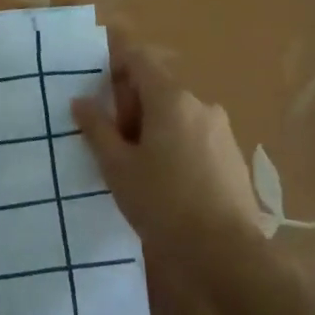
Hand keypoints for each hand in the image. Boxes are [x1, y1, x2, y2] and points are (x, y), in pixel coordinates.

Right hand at [71, 46, 265, 269]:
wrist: (227, 254)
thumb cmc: (164, 204)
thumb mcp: (117, 168)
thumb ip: (97, 129)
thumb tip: (80, 101)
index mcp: (171, 99)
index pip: (139, 60)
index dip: (115, 67)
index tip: (98, 95)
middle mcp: (200, 105)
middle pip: (158, 89)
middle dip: (132, 108)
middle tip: (113, 146)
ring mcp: (221, 131)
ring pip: (177, 115)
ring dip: (154, 130)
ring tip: (139, 170)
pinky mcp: (233, 157)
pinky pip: (196, 137)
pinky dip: (177, 147)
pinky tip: (168, 185)